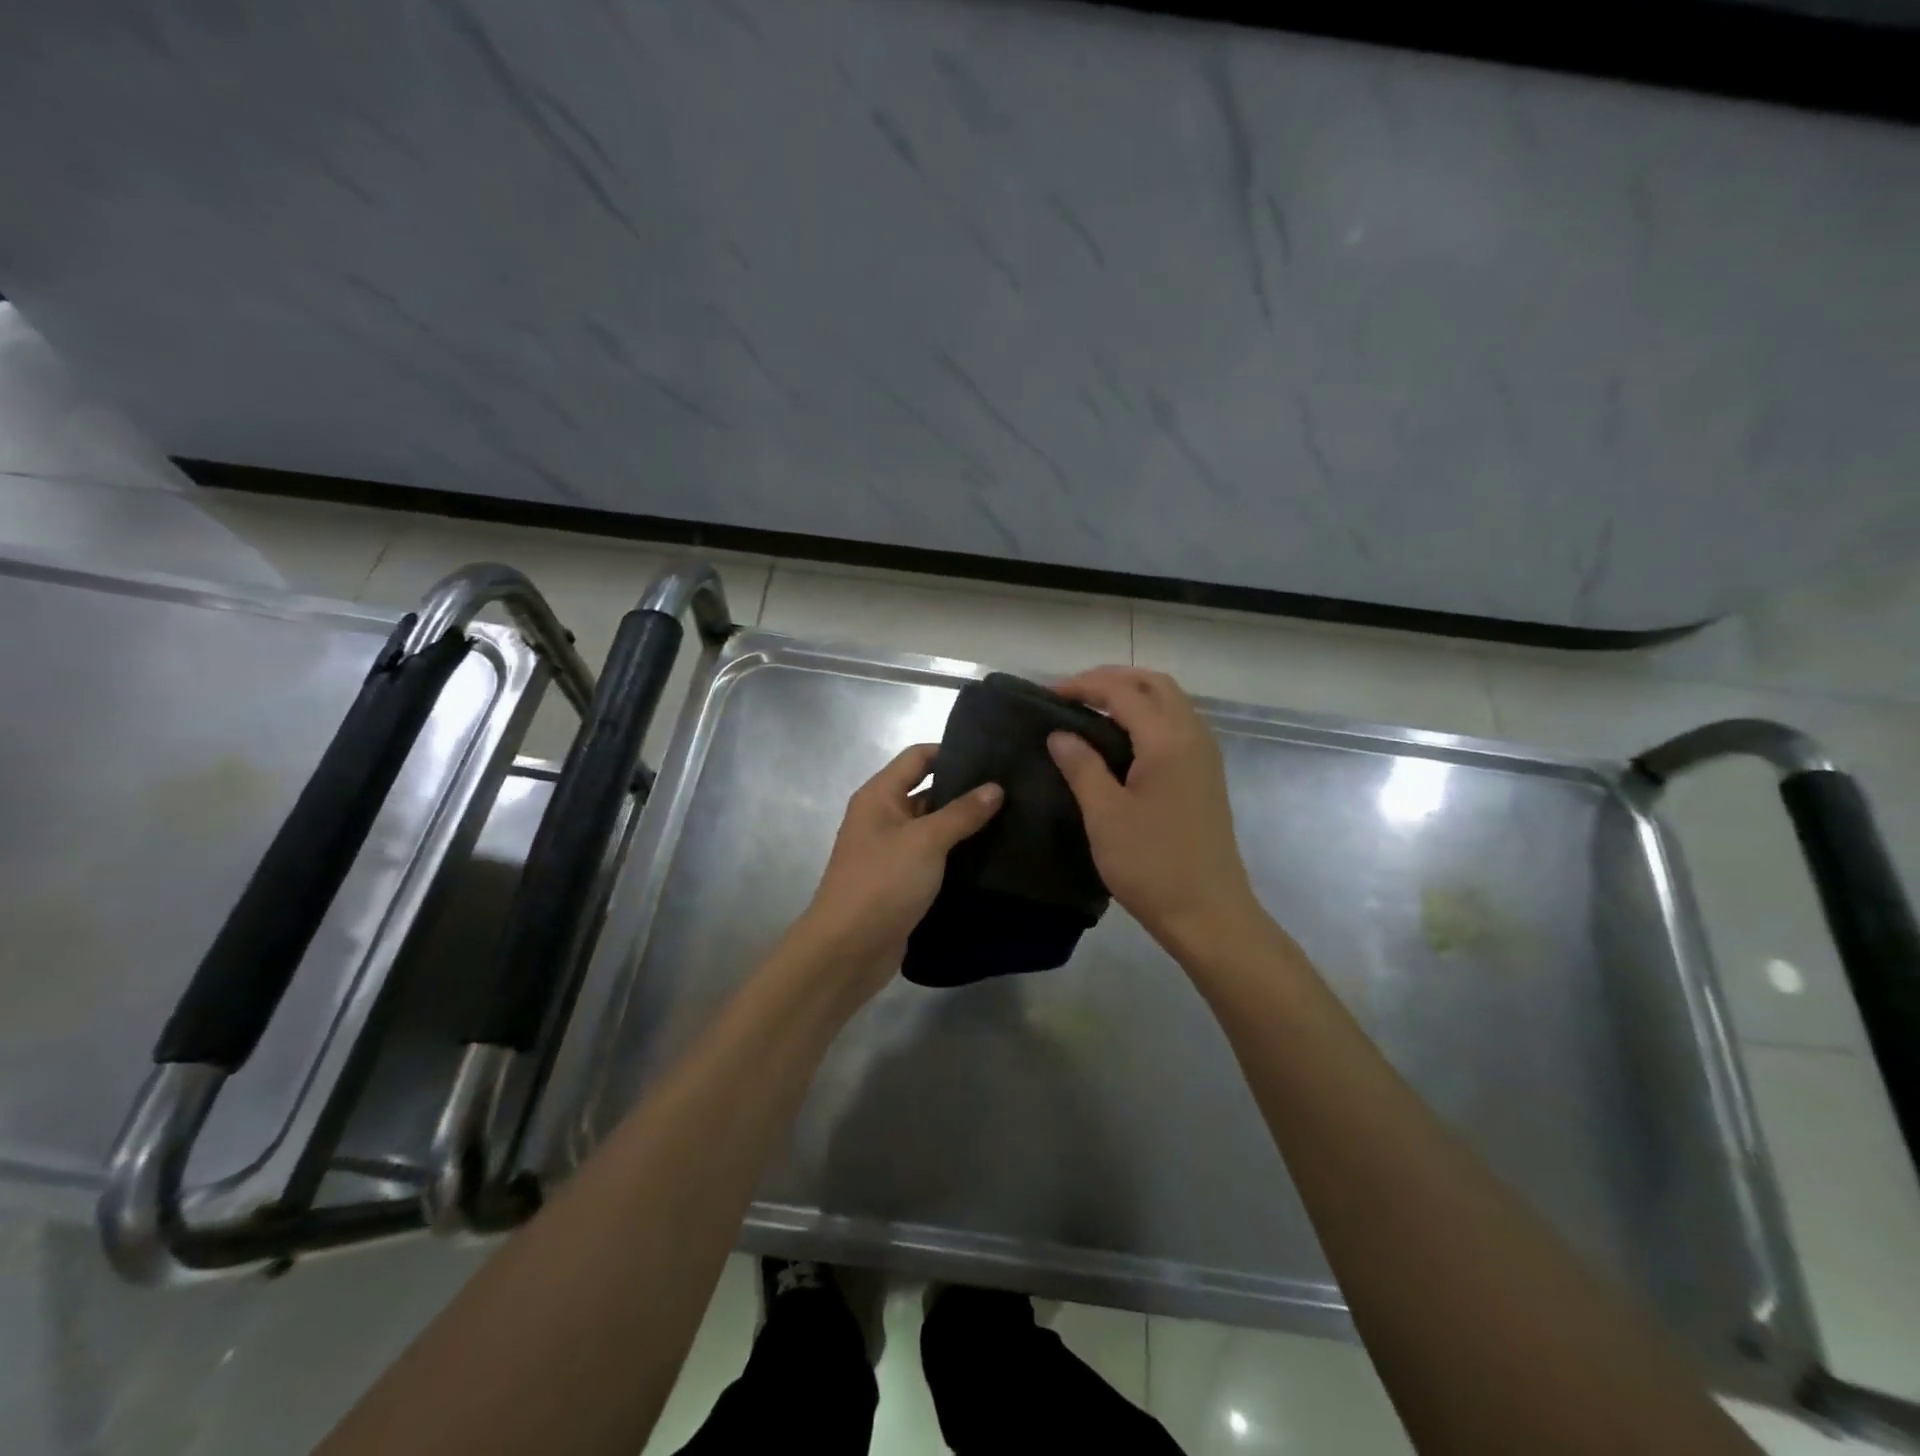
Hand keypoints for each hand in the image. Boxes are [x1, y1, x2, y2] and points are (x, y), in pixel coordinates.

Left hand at [790, 743, 1002, 1001]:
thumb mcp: (925, 841)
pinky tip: (992, 856)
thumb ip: (961, 813)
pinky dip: (957, 856)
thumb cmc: (882, 883)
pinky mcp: (902, 882)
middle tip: (1013, 790)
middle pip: (927, 792)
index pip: (917, 757)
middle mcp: (883, 818)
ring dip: (964, 826)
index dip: (951, 751)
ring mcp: (892, 852)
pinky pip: (934, 859)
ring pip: (934, 828)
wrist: (847, 950)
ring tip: (1012, 820)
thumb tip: (995, 788)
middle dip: (965, 791)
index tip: (992, 756)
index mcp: (879, 796)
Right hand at [1047, 667, 1263, 954]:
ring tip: (1092, 711)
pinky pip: (1177, 725)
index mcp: (1168, 740)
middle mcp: (1193, 736)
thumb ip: (1081, 766)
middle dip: (1112, 679)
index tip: (1048, 696)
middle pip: (1155, 684)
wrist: (1208, 913)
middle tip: (1072, 694)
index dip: (1084, 686)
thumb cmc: (1151, 865)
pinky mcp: (1206, 775)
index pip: (1123, 692)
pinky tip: (1121, 740)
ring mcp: (1205, 755)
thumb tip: (1060, 734)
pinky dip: (1148, 716)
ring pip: (1170, 702)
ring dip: (1132, 695)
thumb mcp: (1104, 815)